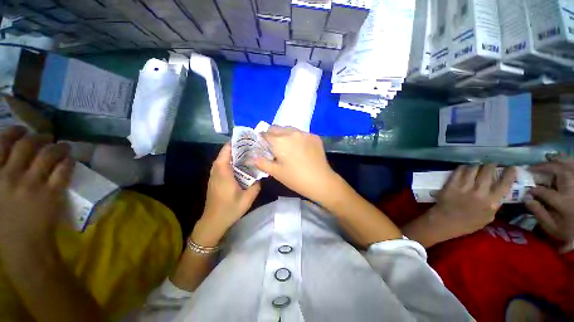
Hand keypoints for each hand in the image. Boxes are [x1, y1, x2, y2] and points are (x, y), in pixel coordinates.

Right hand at [0, 126, 73, 261]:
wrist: (23, 247)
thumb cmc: (3, 224)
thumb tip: (6, 156)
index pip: (2, 142)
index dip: (15, 132)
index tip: (22, 129)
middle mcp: (10, 175)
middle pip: (28, 144)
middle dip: (39, 136)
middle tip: (46, 137)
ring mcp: (32, 184)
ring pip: (48, 154)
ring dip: (58, 146)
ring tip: (63, 146)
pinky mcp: (52, 193)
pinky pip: (63, 170)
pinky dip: (68, 160)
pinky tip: (70, 158)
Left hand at [193, 143, 259, 246]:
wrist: (213, 222)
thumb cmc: (230, 209)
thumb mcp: (248, 198)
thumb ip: (256, 185)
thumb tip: (260, 177)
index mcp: (223, 173)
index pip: (226, 152)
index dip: (234, 143)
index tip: (245, 140)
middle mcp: (216, 171)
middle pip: (224, 154)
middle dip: (236, 148)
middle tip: (250, 147)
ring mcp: (214, 176)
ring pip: (222, 160)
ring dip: (233, 155)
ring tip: (247, 154)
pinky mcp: (214, 181)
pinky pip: (222, 166)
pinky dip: (230, 163)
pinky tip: (240, 167)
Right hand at [254, 126, 340, 203]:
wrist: (321, 181)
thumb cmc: (295, 178)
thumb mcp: (276, 172)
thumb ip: (262, 163)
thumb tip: (252, 158)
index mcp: (280, 141)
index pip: (265, 134)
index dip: (261, 139)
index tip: (261, 144)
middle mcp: (292, 133)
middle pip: (276, 128)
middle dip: (271, 134)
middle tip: (273, 146)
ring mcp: (305, 133)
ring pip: (289, 129)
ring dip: (284, 134)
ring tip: (287, 146)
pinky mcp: (314, 136)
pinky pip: (301, 133)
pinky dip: (297, 137)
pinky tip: (300, 148)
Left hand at [430, 164, 516, 238]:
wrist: (445, 221)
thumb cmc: (468, 223)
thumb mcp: (488, 217)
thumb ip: (495, 205)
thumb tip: (500, 193)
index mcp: (491, 202)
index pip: (505, 184)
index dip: (510, 173)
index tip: (511, 167)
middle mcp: (479, 192)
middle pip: (487, 172)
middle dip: (491, 165)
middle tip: (491, 164)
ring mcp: (464, 187)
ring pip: (473, 169)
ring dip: (476, 165)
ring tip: (477, 165)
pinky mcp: (451, 184)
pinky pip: (458, 171)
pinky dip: (463, 167)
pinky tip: (464, 168)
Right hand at [526, 156, 573, 241]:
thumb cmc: (567, 231)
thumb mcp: (552, 228)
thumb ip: (540, 214)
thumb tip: (527, 200)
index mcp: (564, 203)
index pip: (545, 192)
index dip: (534, 190)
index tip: (527, 190)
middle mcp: (572, 190)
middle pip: (560, 172)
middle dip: (545, 168)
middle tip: (532, 168)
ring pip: (569, 167)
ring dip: (557, 161)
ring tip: (547, 159)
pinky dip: (568, 163)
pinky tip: (561, 161)